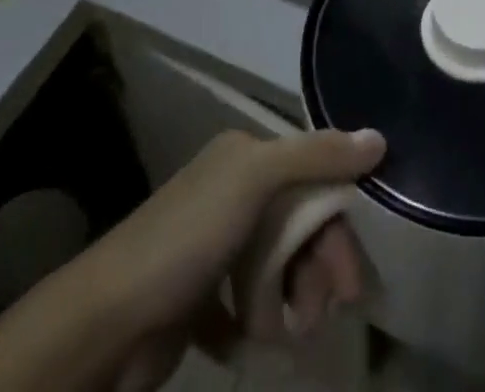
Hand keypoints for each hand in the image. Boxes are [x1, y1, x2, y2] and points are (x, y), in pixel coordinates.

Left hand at [95, 127, 383, 388]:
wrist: (105, 325)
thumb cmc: (188, 238)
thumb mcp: (256, 180)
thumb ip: (318, 156)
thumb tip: (379, 139)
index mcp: (245, 156)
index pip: (313, 176)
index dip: (337, 224)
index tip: (353, 281)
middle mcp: (232, 191)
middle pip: (299, 225)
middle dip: (318, 270)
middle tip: (328, 314)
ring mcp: (214, 246)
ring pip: (277, 268)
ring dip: (289, 302)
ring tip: (285, 335)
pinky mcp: (198, 298)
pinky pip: (245, 308)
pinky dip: (257, 326)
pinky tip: (255, 345)